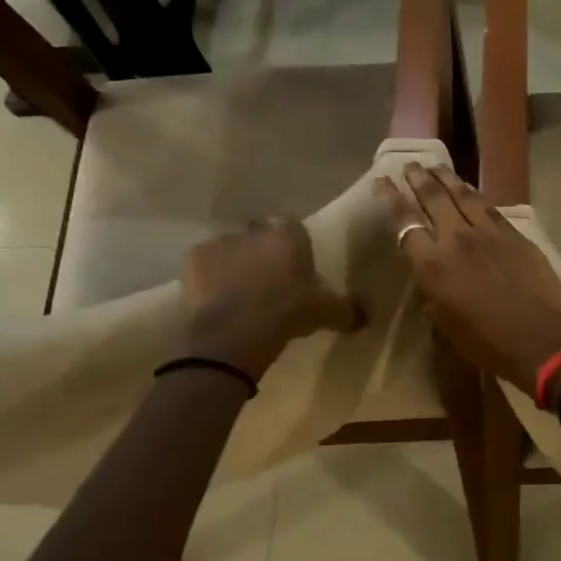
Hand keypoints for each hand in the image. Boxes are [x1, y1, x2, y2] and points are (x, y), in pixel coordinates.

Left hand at [176, 218, 362, 377]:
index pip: (293, 227)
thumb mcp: (326, 313)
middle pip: (260, 235)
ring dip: (235, 263)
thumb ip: (348, 310)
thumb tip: (367, 317)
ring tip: (240, 293)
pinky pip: (205, 263)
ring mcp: (221, 241)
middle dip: (263, 252)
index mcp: (289, 235)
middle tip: (269, 281)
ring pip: (231, 247)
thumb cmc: (286, 314)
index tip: (295, 267)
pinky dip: (209, 276)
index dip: (293, 246)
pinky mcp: (193, 259)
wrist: (233, 333)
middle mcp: (255, 230)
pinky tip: (216, 298)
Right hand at [374, 164, 560, 392]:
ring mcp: (488, 232)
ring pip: (463, 195)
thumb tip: (431, 284)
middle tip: (409, 164)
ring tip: (435, 165)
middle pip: (433, 199)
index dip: (391, 199)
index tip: (382, 181)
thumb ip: (434, 296)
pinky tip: (470, 190)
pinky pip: (489, 207)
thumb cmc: (487, 344)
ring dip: (446, 178)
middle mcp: (456, 239)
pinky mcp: (514, 234)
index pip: (405, 223)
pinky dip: (474, 194)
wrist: (541, 338)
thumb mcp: (446, 325)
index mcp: (432, 265)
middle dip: (418, 179)